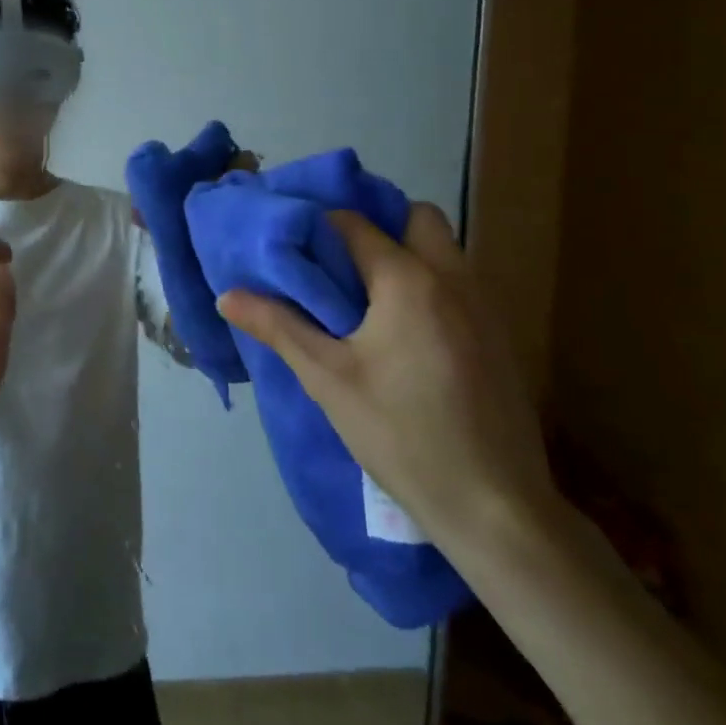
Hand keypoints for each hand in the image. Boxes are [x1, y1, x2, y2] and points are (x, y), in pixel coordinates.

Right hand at [218, 206, 553, 551]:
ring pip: (444, 250)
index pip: (355, 224)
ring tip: (363, 295)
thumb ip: (278, 327)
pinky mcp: (499, 337)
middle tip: (338, 261)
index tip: (291, 239)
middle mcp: (454, 278)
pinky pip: (459, 284)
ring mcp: (485, 307)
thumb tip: (226, 295)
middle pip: (418, 218)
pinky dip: (429, 284)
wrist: (494, 505)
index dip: (318, 224)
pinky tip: (403, 332)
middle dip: (379, 226)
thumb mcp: (327, 379)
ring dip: (406, 254)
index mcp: (409, 280)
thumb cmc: (401, 433)